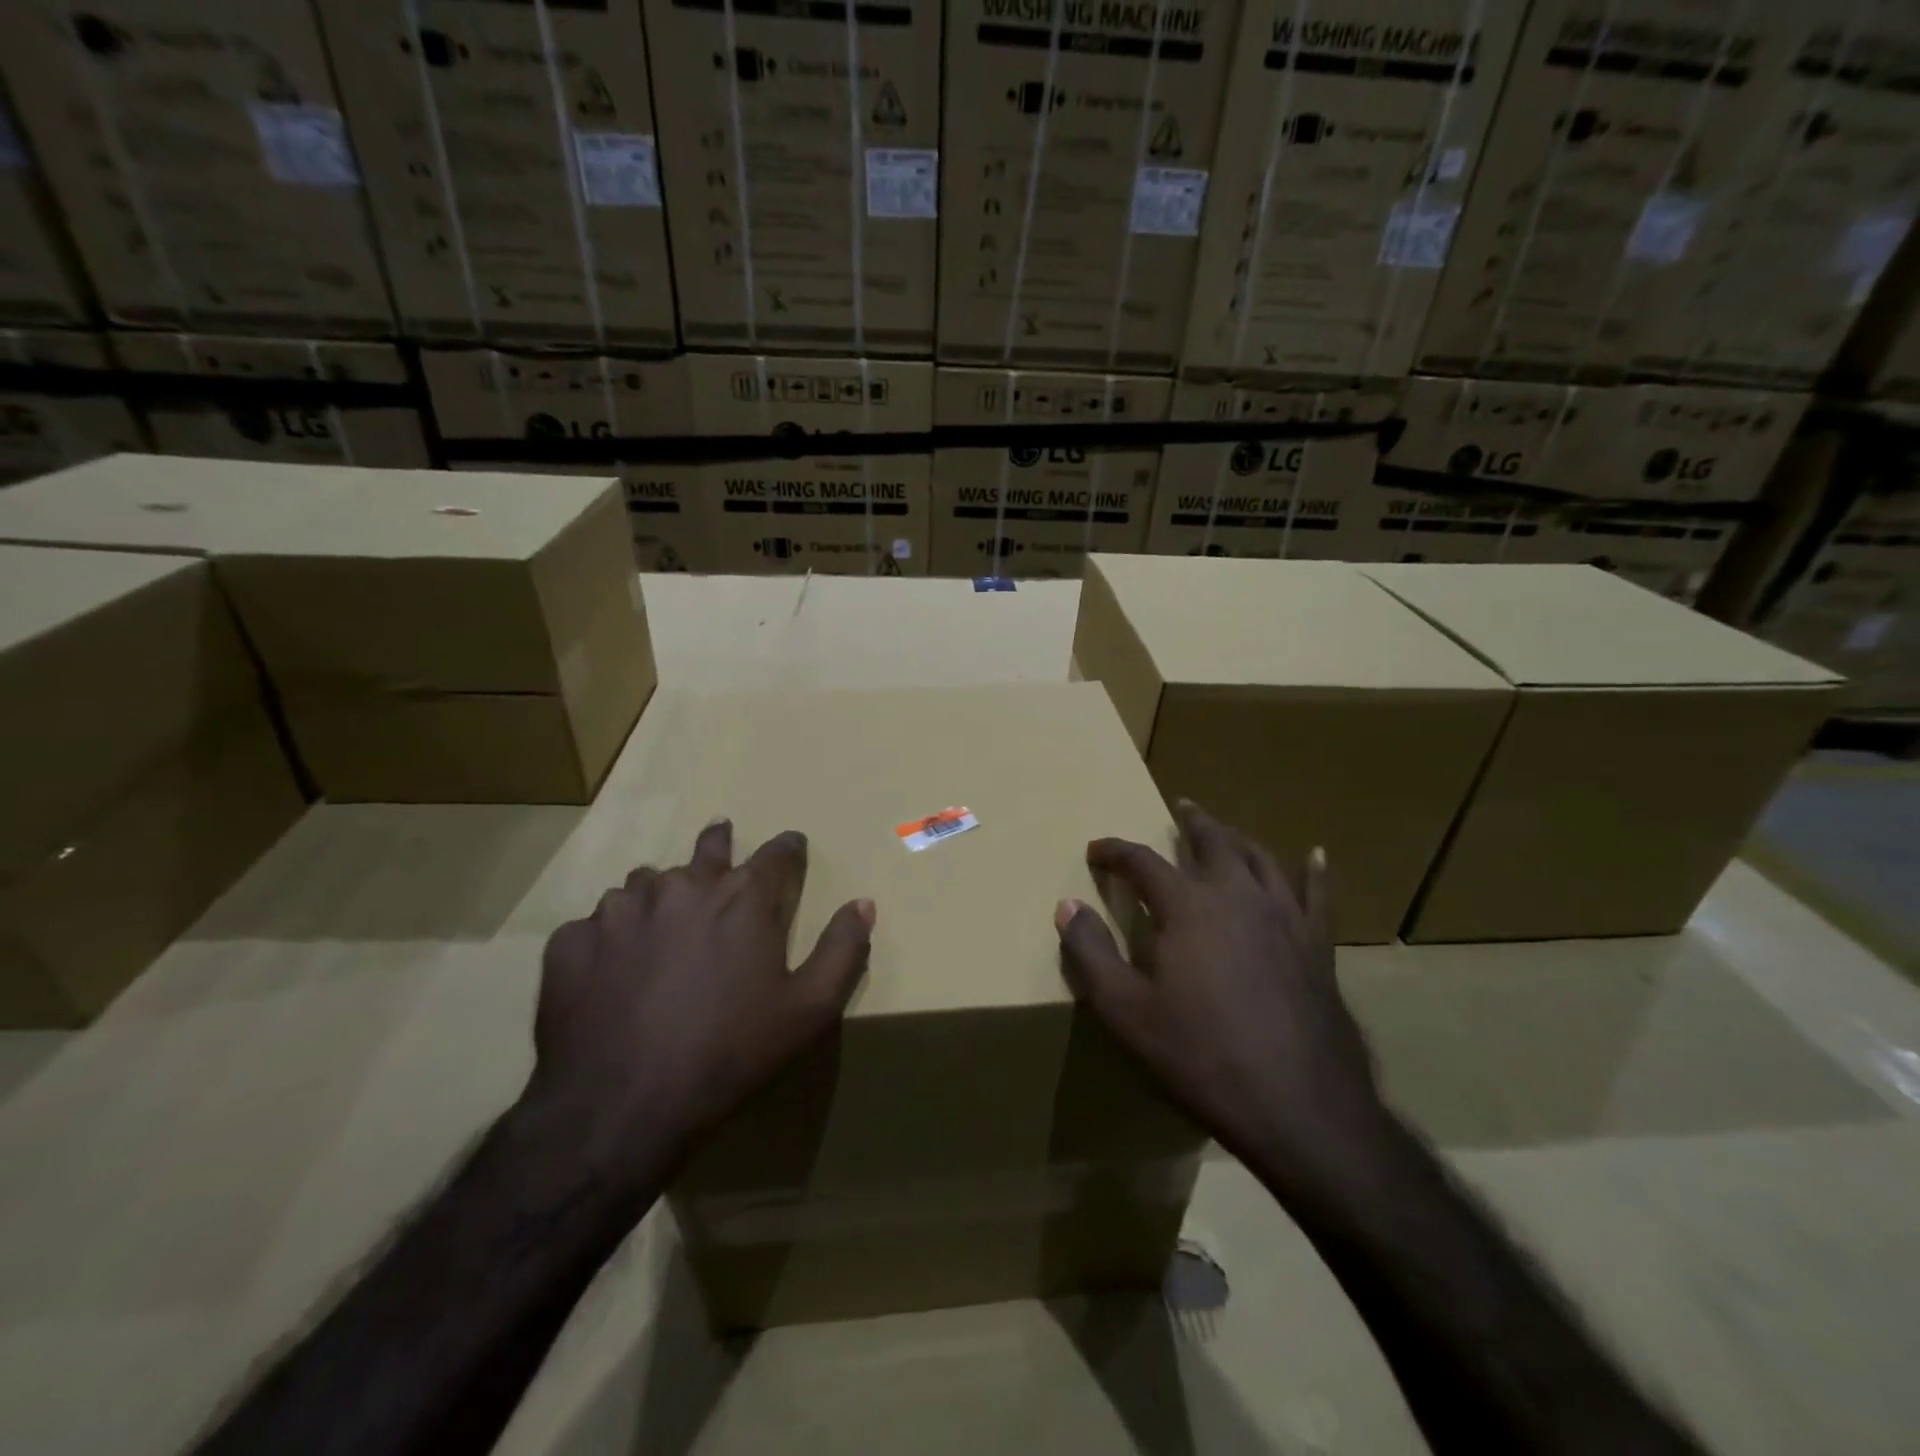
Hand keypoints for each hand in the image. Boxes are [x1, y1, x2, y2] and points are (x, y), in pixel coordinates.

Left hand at [530, 820, 873, 1171]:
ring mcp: (621, 909)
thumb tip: (864, 903)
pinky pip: (596, 924)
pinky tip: (611, 967)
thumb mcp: (809, 1010)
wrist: (620, 1107)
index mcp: (742, 897)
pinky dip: (610, 935)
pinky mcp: (573, 941)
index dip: (789, 848)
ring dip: (660, 892)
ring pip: (645, 882)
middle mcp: (682, 885)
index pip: (777, 852)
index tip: (792, 845)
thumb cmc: (730, 1053)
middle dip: (719, 842)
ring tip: (662, 917)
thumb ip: (843, 950)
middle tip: (721, 836)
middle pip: (708, 847)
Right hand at [1055, 801, 1385, 1189]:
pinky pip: (1317, 895)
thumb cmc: (1200, 1058)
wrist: (1300, 1108)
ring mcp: (1285, 919)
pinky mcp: (1317, 947)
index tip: (1096, 850)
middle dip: (1191, 823)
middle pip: (1213, 842)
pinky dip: (1314, 871)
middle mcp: (1238, 897)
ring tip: (1226, 830)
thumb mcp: (1125, 1012)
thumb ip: (1090, 954)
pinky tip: (1315, 855)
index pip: (1143, 862)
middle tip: (1179, 807)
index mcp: (1187, 908)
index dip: (1115, 852)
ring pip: (1261, 859)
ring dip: (1239, 838)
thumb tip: (1066, 906)